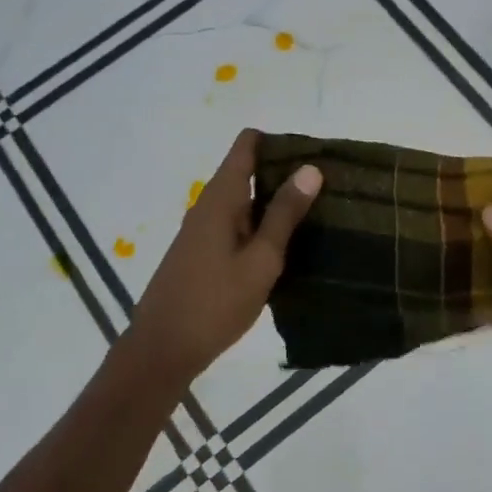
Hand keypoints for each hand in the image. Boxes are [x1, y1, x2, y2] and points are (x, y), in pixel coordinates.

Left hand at [120, 129, 322, 387]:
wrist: (162, 350)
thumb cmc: (215, 303)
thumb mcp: (260, 260)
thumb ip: (284, 215)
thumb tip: (310, 168)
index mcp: (220, 198)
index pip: (246, 145)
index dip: (279, 142)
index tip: (314, 154)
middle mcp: (208, 205)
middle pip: (247, 171)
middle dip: (284, 174)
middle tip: (328, 188)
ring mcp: (202, 230)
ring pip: (243, 201)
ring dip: (274, 204)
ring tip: (317, 215)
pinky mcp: (202, 253)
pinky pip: (236, 225)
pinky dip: (260, 226)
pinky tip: (286, 247)